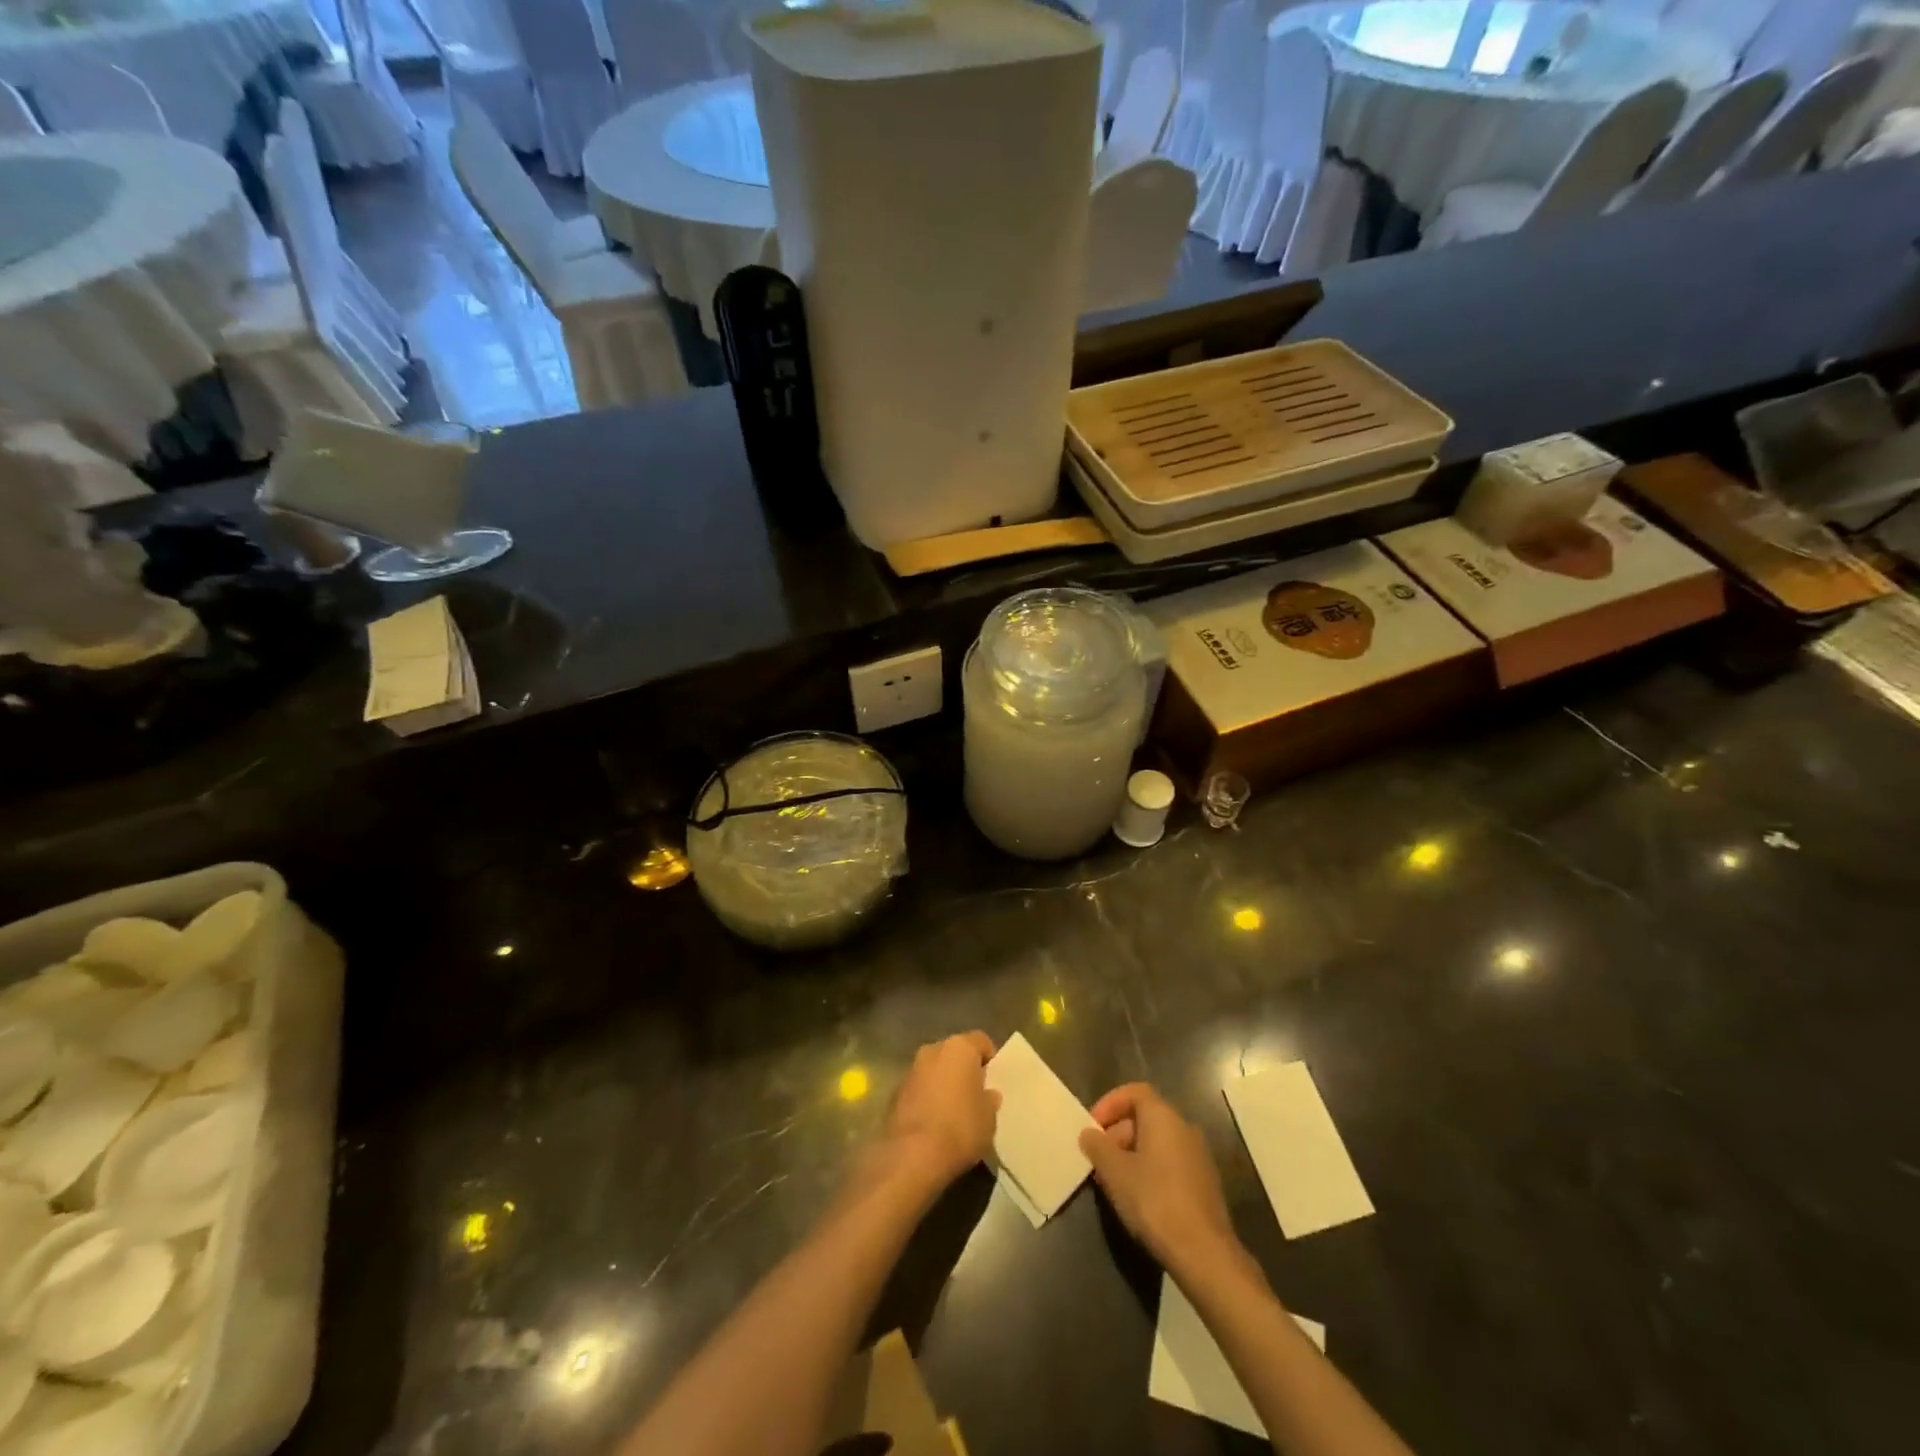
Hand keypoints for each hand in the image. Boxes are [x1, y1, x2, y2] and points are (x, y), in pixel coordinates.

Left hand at [878, 1032, 999, 1194]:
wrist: (911, 1155)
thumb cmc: (959, 1128)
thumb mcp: (989, 1118)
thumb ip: (989, 1100)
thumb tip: (987, 1094)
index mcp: (960, 1047)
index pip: (981, 1041)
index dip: (991, 1059)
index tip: (995, 1080)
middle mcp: (932, 1050)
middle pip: (955, 1053)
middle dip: (964, 1070)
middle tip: (975, 1095)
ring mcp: (910, 1070)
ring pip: (934, 1071)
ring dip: (943, 1084)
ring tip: (954, 1113)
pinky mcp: (894, 1093)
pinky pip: (919, 1089)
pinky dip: (927, 1100)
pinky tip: (934, 1124)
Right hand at [1079, 1083, 1240, 1273]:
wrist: (1204, 1253)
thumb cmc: (1154, 1201)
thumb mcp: (1115, 1173)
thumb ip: (1098, 1146)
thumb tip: (1089, 1133)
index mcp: (1164, 1117)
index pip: (1135, 1092)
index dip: (1110, 1104)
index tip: (1092, 1127)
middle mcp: (1184, 1128)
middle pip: (1145, 1116)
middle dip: (1117, 1133)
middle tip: (1098, 1159)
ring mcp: (1198, 1156)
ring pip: (1157, 1142)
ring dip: (1131, 1153)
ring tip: (1112, 1181)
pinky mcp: (1204, 1182)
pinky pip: (1170, 1162)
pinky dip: (1149, 1169)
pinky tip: (1136, 1197)